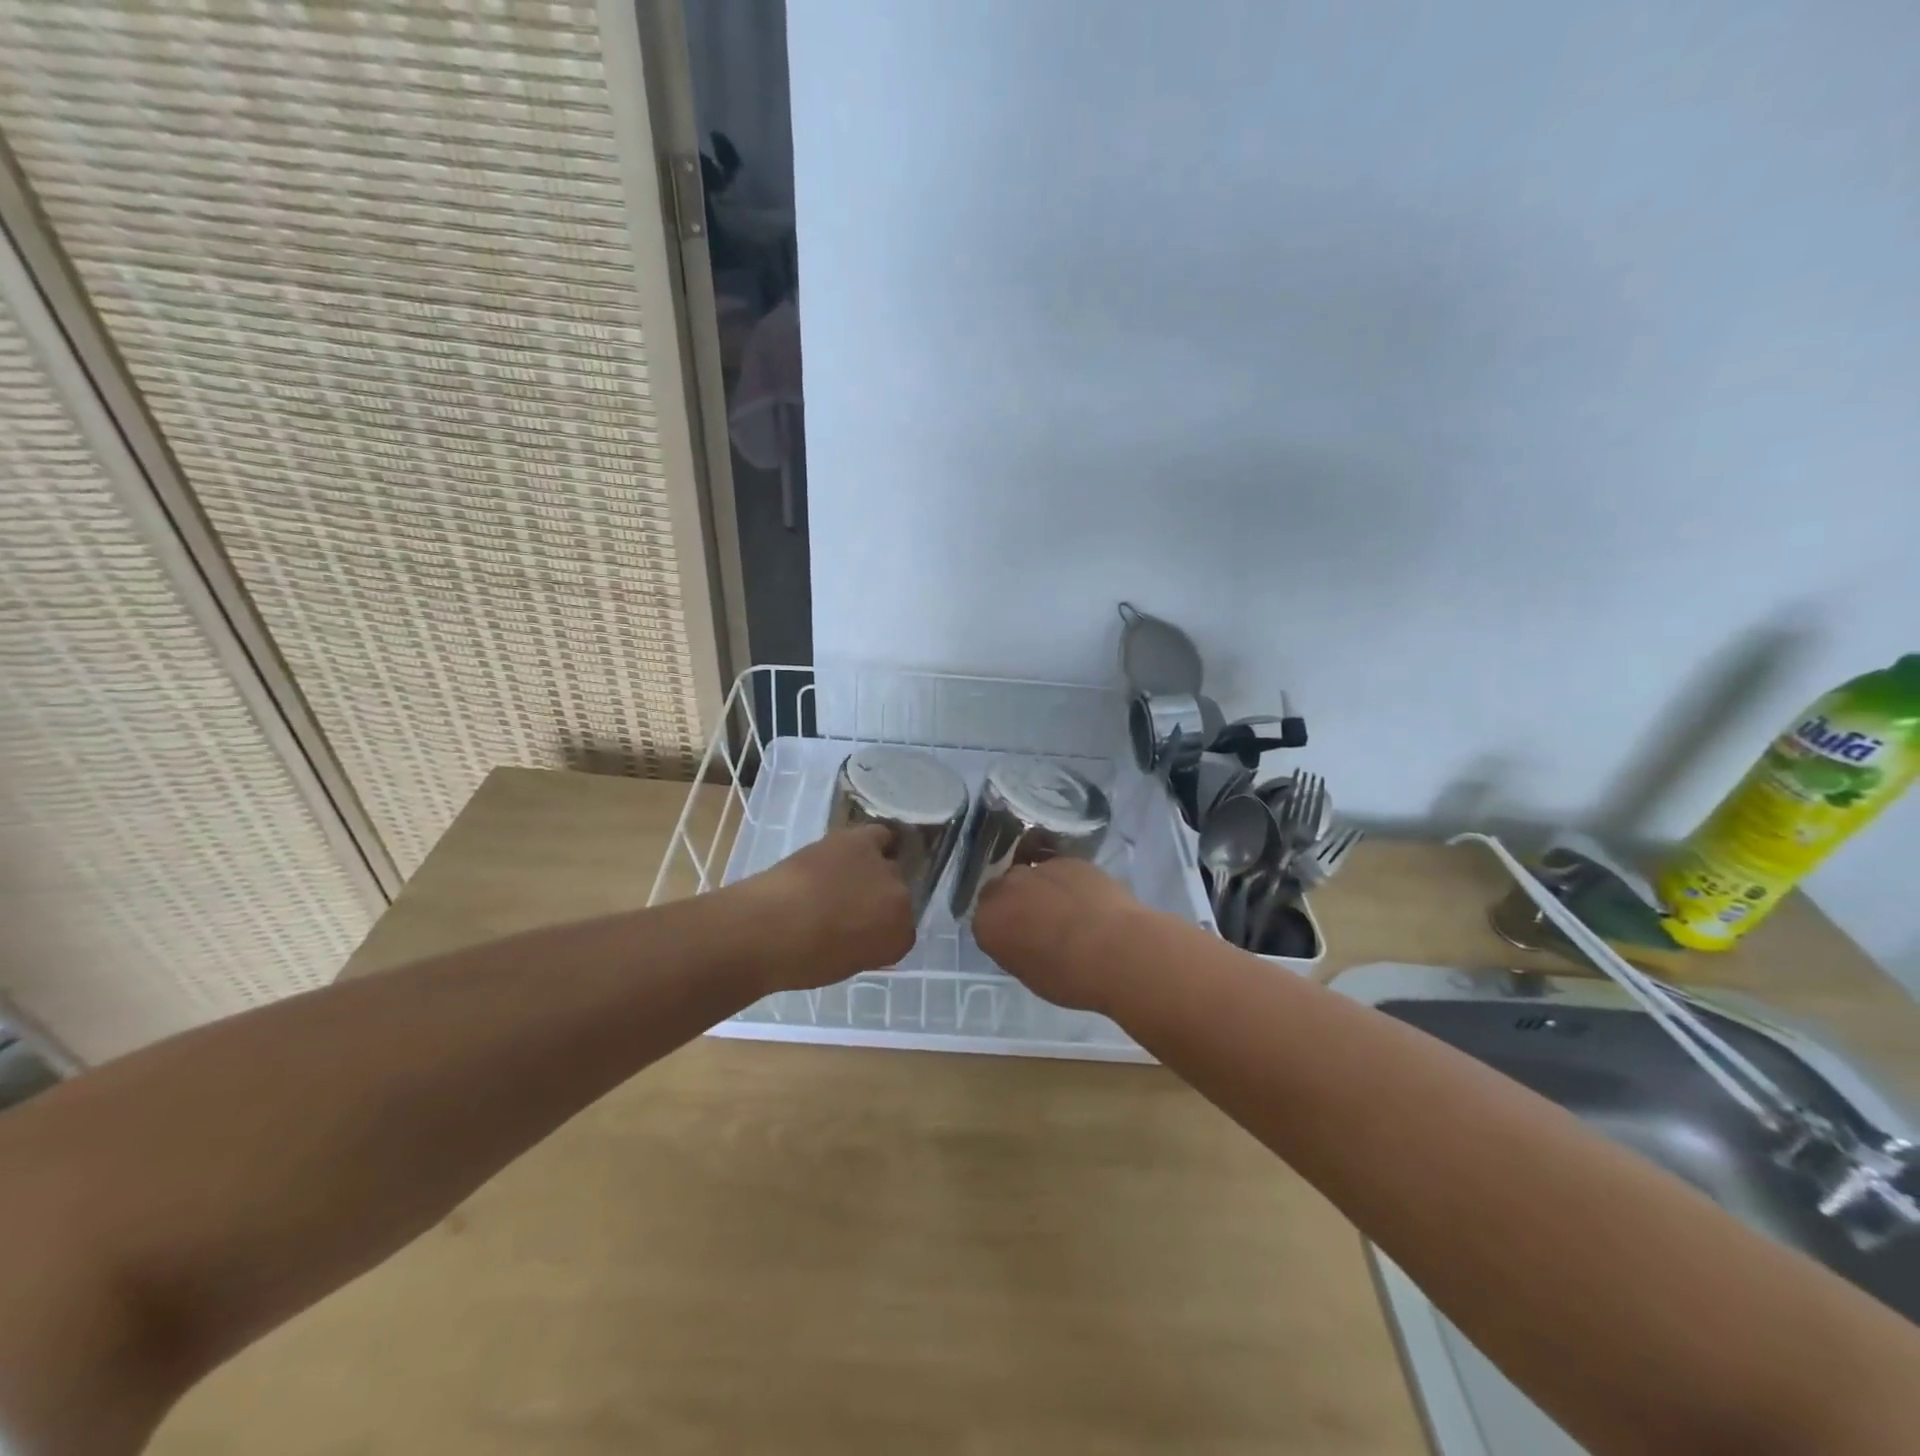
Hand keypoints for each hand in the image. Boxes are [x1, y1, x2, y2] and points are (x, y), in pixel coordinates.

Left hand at [738, 826, 916, 990]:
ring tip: (846, 876)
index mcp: (899, 939)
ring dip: (872, 871)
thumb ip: (863, 946)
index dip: (879, 931)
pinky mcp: (863, 842)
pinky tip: (854, 849)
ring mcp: (885, 870)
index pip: (902, 932)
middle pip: (899, 895)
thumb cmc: (800, 960)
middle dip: (877, 901)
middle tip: (849, 906)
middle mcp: (902, 901)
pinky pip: (881, 836)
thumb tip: (858, 932)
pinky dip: (874, 841)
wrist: (770, 927)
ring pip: (890, 864)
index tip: (859, 934)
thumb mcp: (842, 965)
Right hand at [972, 858, 1150, 1013]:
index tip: (1016, 942)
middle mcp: (1006, 888)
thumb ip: (1014, 949)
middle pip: (1000, 890)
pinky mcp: (1069, 860)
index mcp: (987, 922)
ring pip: (1030, 876)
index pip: (983, 921)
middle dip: (1013, 903)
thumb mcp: (1029, 975)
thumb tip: (1021, 938)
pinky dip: (1067, 883)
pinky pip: (1060, 871)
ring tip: (1066, 911)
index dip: (1000, 930)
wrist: (1118, 951)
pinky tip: (1087, 901)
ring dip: (1039, 889)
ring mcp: (1038, 869)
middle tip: (1036, 924)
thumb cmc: (1070, 978)